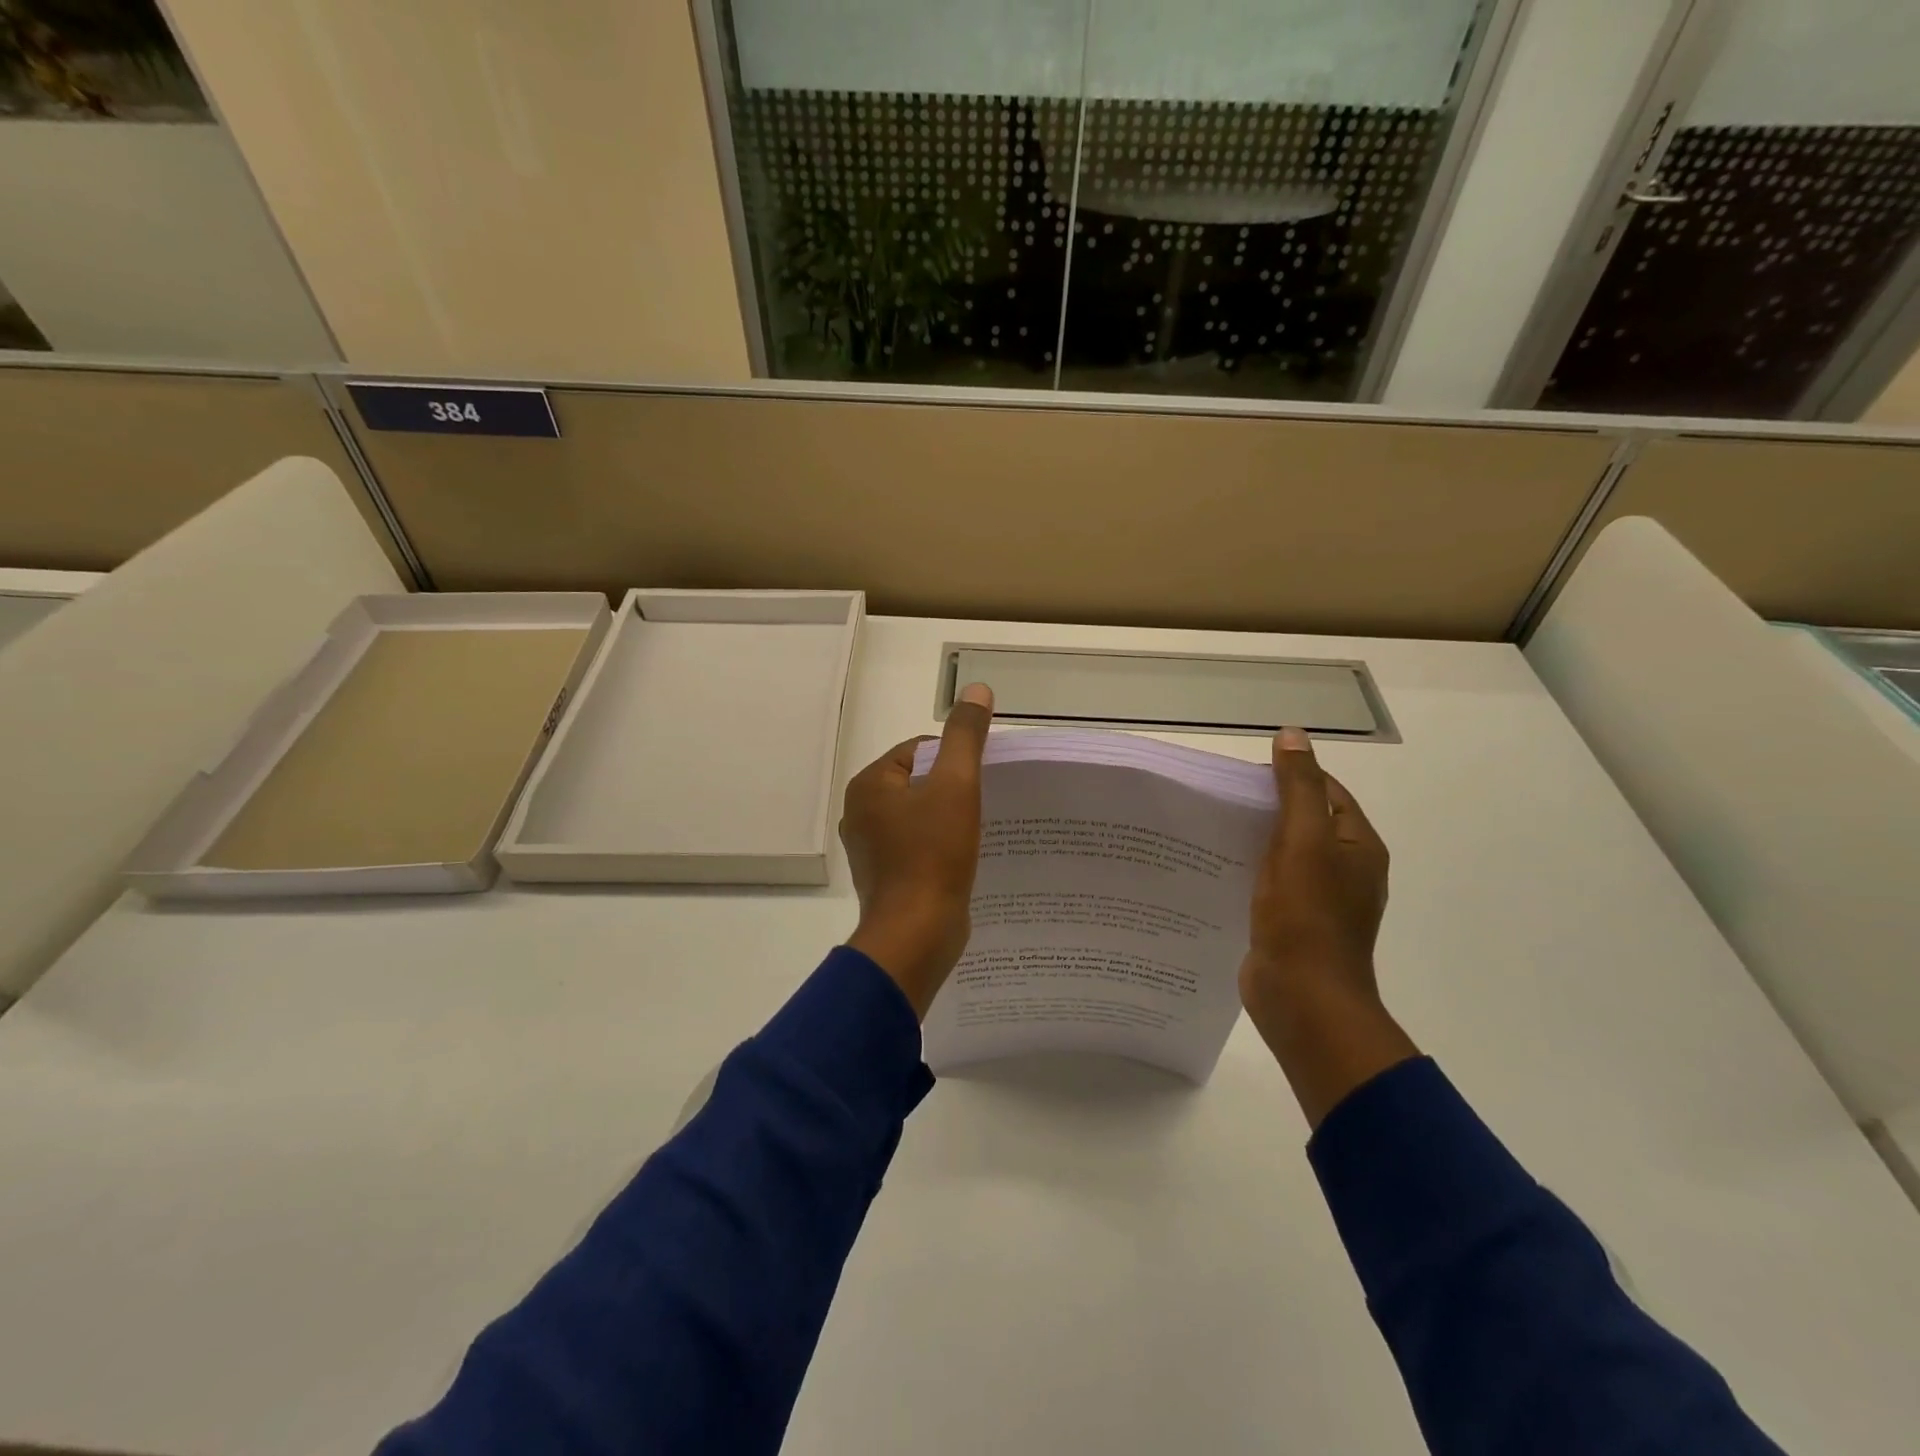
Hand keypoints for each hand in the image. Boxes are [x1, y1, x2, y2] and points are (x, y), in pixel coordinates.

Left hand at [841, 684, 993, 1017]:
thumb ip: (965, 736)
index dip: (954, 759)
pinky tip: (963, 859)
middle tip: (985, 805)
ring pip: (919, 817)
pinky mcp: (886, 877)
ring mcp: (870, 849)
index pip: (917, 750)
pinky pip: (917, 847)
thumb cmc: (933, 855)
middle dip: (952, 790)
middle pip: (918, 783)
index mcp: (868, 785)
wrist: (916, 934)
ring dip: (948, 820)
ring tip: (979, 831)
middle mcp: (861, 813)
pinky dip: (940, 848)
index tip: (981, 780)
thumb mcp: (955, 785)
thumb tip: (976, 690)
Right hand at [1242, 727, 1417, 1127]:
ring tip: (1213, 830)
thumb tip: (1292, 735)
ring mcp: (1322, 901)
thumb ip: (1298, 788)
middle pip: (1306, 823)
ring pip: (1286, 855)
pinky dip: (1250, 871)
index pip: (1327, 793)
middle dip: (1268, 809)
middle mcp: (1347, 871)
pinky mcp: (1295, 924)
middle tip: (1222, 801)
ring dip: (1256, 841)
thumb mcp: (1302, 840)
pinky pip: (1272, 885)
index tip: (1245, 777)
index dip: (1290, 777)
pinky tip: (1219, 870)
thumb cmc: (1306, 915)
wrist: (1303, 997)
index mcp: (1358, 847)